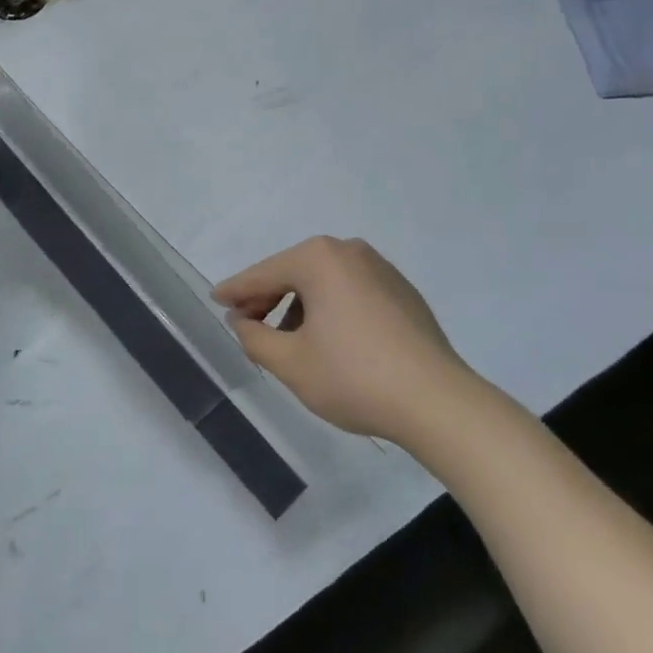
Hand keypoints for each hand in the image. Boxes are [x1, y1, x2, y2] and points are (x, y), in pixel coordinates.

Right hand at [213, 236, 481, 444]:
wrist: (438, 402)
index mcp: (319, 259)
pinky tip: (329, 340)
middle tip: (248, 325)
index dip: (236, 290)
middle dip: (268, 298)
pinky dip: (330, 308)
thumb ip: (255, 337)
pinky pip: (351, 291)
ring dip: (299, 306)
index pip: (263, 274)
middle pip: (294, 272)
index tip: (215, 299)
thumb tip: (241, 320)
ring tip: (289, 341)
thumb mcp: (290, 363)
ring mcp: (381, 268)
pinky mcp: (402, 291)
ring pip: (324, 282)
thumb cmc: (354, 377)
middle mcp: (350, 251)